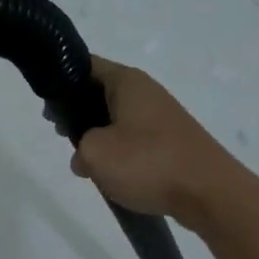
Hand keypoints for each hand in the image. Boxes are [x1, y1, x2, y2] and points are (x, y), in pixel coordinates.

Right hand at [69, 58, 243, 224]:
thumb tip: (83, 157)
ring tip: (85, 160)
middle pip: (100, 92)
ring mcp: (162, 116)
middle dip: (78, 112)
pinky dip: (120, 150)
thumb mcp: (95, 153)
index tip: (48, 106)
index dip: (61, 82)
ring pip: (117, 117)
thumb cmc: (149, 163)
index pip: (85, 65)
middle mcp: (146, 91)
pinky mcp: (172, 141)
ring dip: (98, 134)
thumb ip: (78, 148)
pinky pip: (135, 138)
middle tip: (61, 134)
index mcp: (127, 81)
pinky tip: (113, 173)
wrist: (210, 193)